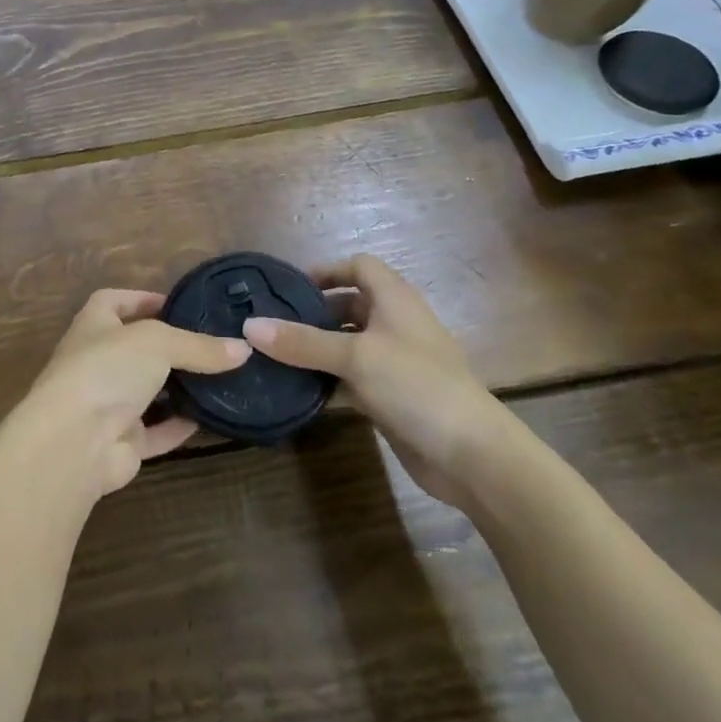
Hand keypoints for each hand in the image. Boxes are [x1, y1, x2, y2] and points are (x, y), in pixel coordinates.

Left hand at [14, 290, 250, 500]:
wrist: (75, 441)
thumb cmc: (107, 369)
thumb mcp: (157, 342)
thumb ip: (199, 346)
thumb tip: (244, 349)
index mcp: (94, 326)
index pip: (113, 301)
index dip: (142, 299)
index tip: (178, 304)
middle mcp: (97, 362)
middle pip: (135, 349)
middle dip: (169, 347)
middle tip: (212, 344)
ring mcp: (107, 404)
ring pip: (148, 392)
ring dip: (177, 388)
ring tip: (220, 378)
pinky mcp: (121, 442)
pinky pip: (156, 431)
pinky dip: (180, 426)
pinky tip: (211, 419)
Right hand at [240, 255, 507, 506]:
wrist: (471, 454)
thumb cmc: (416, 385)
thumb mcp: (355, 356)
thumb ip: (302, 341)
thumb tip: (249, 326)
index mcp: (395, 300)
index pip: (360, 266)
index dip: (327, 271)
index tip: (289, 289)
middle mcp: (395, 324)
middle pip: (349, 305)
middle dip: (313, 313)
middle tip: (271, 325)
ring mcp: (395, 362)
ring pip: (348, 345)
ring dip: (317, 349)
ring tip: (274, 356)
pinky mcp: (391, 396)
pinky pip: (351, 379)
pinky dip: (327, 381)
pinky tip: (297, 392)